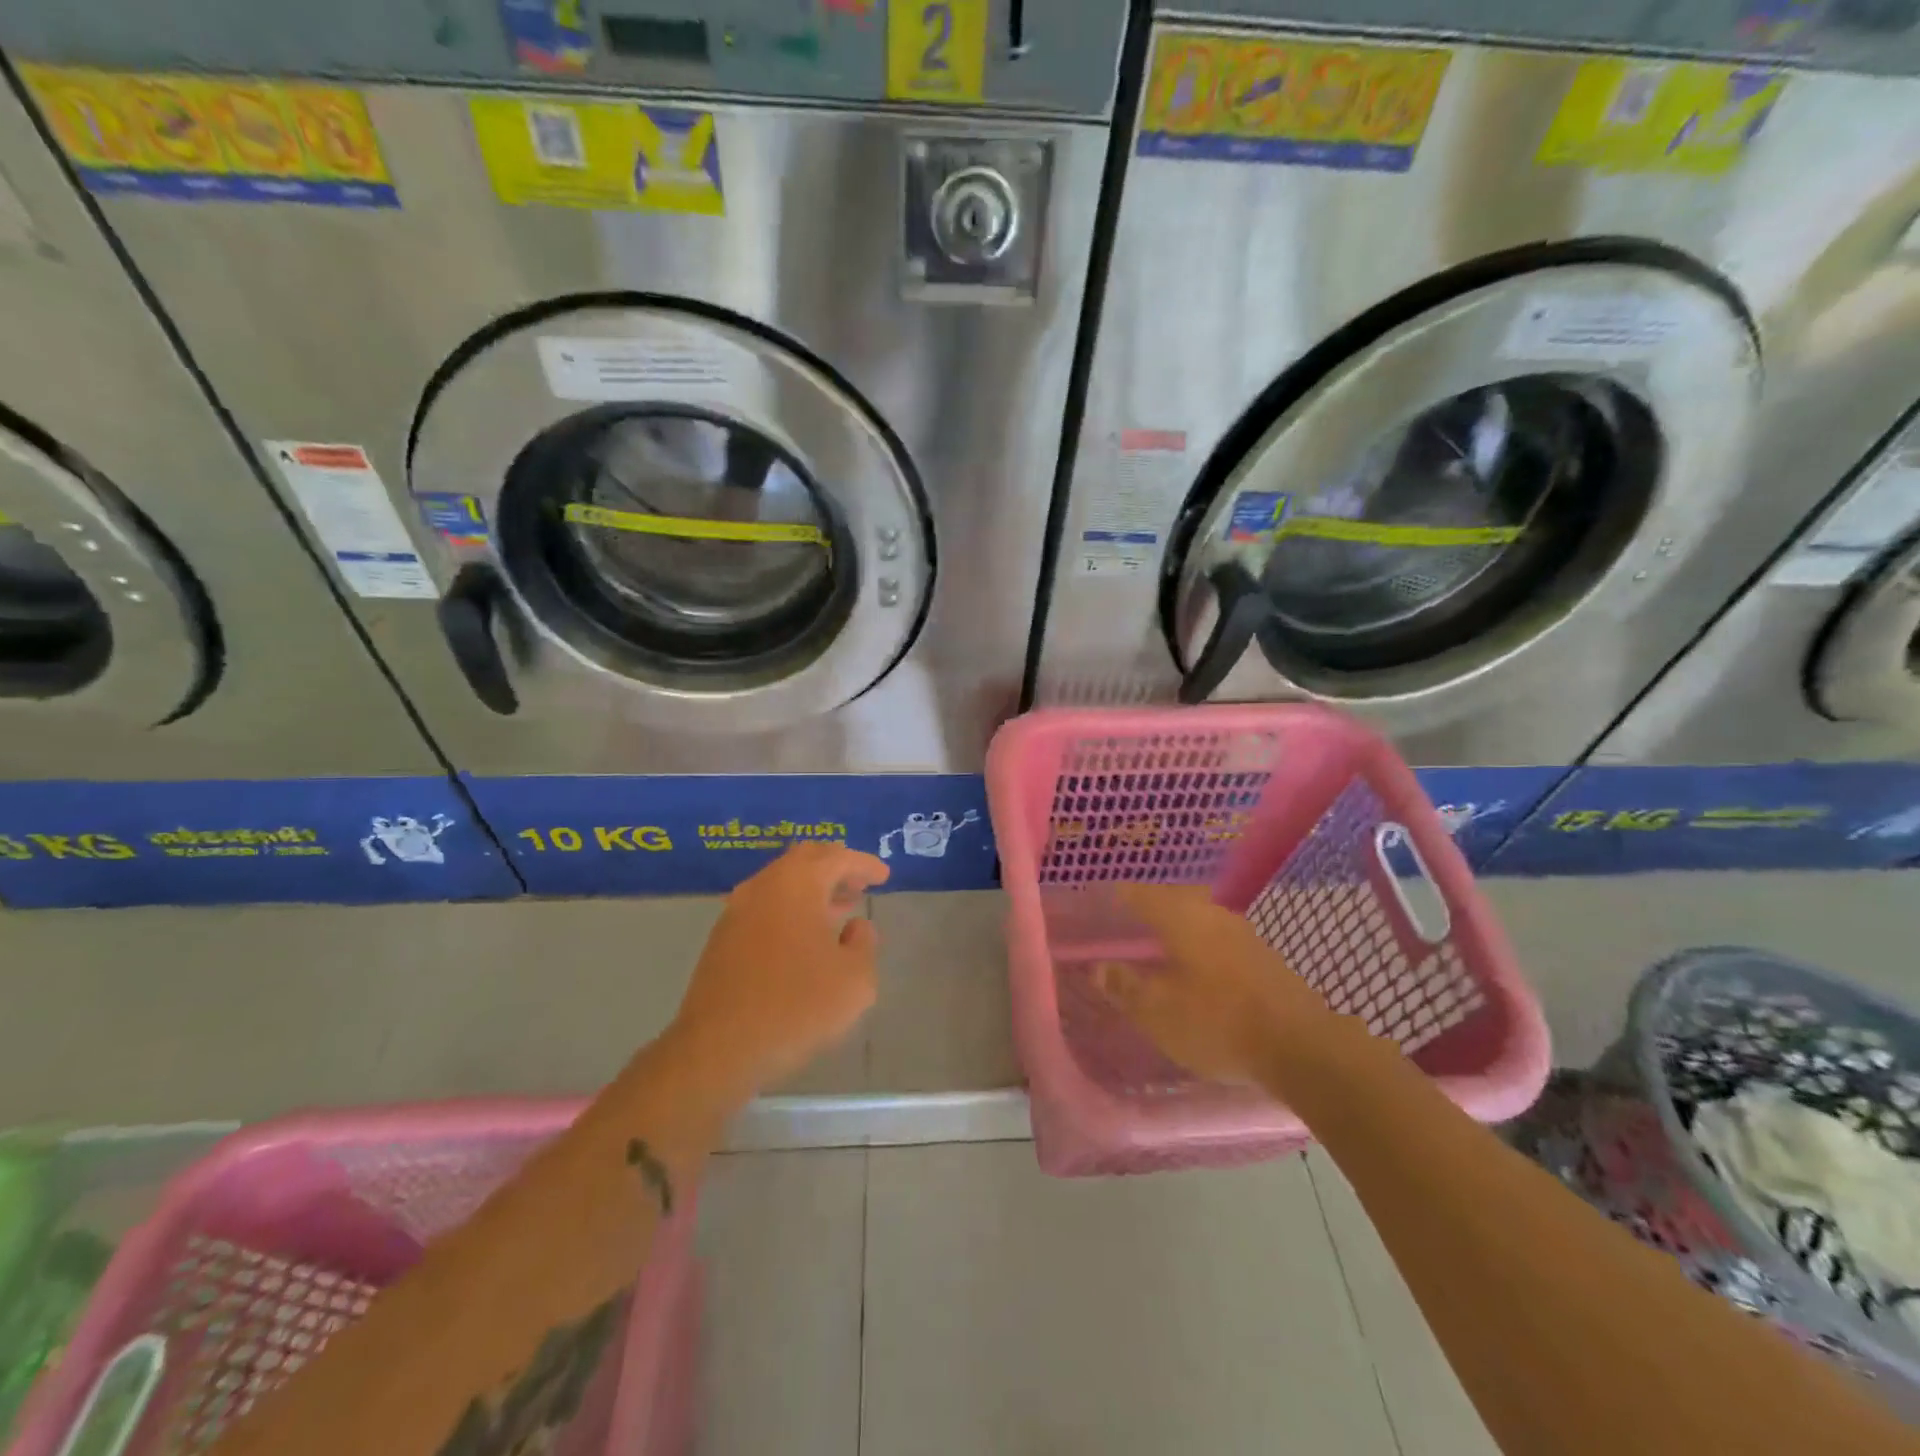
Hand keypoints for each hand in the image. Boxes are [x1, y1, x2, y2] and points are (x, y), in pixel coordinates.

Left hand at [667, 842, 889, 1098]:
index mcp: (797, 884)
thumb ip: (864, 944)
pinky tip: (805, 938)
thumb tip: (855, 927)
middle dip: (835, 866)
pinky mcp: (722, 939)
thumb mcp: (855, 979)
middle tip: (859, 883)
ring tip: (839, 909)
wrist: (718, 1049)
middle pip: (804, 859)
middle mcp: (763, 886)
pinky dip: (791, 909)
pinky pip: (765, 906)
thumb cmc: (796, 1007)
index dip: (864, 863)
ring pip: (781, 883)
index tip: (884, 875)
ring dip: (812, 890)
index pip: (837, 857)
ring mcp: (737, 911)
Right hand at [1095, 883, 1334, 1084]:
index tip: (1092, 909)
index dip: (1111, 898)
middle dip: (1142, 914)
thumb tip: (1096, 967)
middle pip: (1167, 901)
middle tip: (1119, 932)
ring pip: (1194, 919)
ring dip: (1171, 931)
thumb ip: (1124, 985)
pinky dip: (1195, 948)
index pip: (1135, 892)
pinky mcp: (1262, 955)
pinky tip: (1191, 972)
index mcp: (1180, 915)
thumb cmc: (1218, 1022)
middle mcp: (1210, 911)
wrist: (1303, 1047)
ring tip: (1152, 953)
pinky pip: (1215, 939)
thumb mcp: (1158, 1010)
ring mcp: (1241, 931)